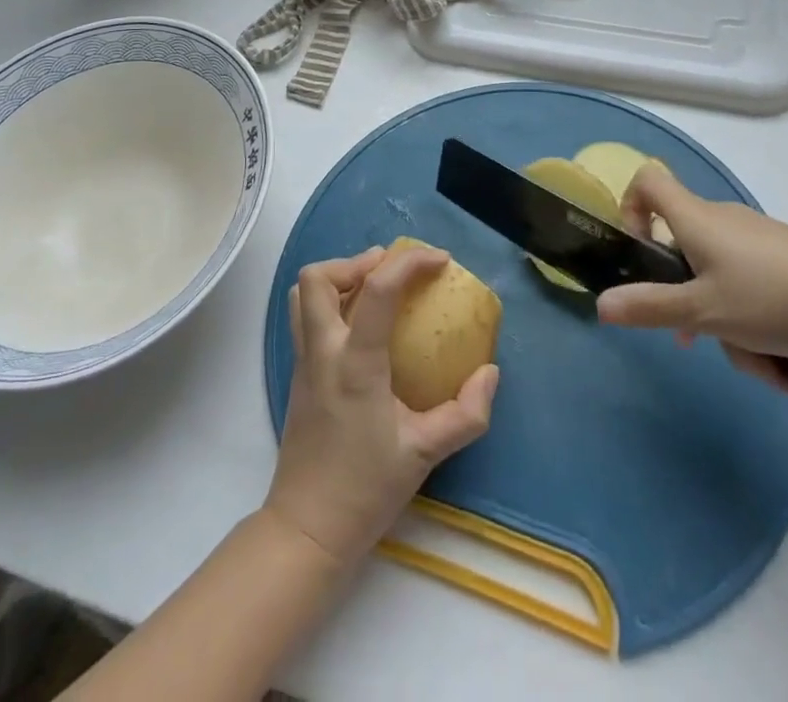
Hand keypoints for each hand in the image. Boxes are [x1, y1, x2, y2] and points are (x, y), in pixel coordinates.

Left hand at [266, 244, 498, 566]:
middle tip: (392, 270)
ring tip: (374, 288)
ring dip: (338, 277)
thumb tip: (490, 373)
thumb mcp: (425, 454)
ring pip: (304, 293)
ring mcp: (303, 360)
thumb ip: (465, 414)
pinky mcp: (297, 373)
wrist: (308, 528)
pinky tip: (361, 324)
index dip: (410, 263)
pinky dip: (331, 301)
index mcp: (355, 363)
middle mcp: (322, 351)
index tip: (440, 260)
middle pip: (319, 277)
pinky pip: (305, 316)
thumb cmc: (366, 489)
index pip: (378, 290)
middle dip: (357, 261)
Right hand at [598, 164, 787, 387]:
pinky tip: (785, 367)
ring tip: (763, 371)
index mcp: (695, 219)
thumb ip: (650, 307)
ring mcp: (758, 241)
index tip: (638, 254)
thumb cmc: (777, 299)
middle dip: (685, 300)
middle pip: (682, 248)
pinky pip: (752, 288)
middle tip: (694, 340)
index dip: (630, 208)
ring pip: (720, 279)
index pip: (647, 181)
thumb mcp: (705, 312)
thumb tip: (600, 303)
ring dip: (728, 326)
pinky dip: (757, 324)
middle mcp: (723, 221)